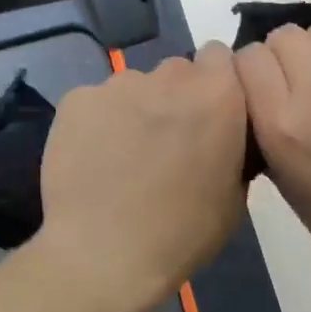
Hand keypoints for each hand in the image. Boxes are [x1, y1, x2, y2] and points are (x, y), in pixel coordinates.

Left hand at [35, 45, 247, 311]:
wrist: (104, 255)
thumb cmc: (183, 233)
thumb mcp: (234, 194)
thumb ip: (233, 144)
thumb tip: (222, 133)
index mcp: (217, 94)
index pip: (219, 57)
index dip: (214, 83)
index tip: (207, 115)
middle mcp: (168, 76)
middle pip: (175, 72)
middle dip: (174, 99)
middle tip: (165, 144)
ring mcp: (117, 84)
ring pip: (133, 88)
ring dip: (135, 111)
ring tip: (123, 158)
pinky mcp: (76, 99)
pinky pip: (94, 103)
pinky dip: (96, 123)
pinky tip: (92, 161)